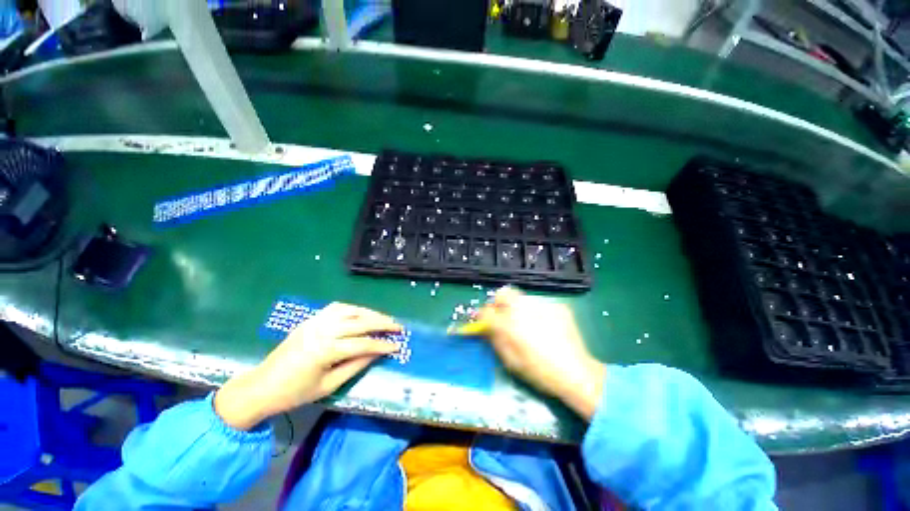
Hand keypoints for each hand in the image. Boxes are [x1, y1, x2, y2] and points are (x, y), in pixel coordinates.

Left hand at [214, 303, 401, 429]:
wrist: (261, 386)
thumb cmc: (295, 393)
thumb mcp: (328, 385)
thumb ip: (355, 366)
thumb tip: (377, 353)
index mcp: (325, 350)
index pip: (363, 344)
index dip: (382, 345)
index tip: (397, 346)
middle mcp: (322, 330)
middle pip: (360, 322)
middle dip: (382, 323)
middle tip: (398, 327)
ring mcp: (316, 321)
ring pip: (351, 310)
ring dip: (370, 313)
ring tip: (383, 319)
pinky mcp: (311, 319)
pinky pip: (337, 307)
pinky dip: (354, 309)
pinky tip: (361, 314)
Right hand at [479, 287, 605, 419]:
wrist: (577, 373)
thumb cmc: (539, 372)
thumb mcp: (511, 361)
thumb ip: (495, 339)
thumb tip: (486, 327)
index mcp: (509, 325)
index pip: (486, 310)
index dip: (482, 315)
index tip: (484, 320)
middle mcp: (524, 309)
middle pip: (503, 293)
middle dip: (499, 303)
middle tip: (503, 316)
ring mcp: (542, 305)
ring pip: (521, 298)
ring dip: (518, 307)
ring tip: (527, 324)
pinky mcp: (557, 305)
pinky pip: (539, 304)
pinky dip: (536, 312)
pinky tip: (545, 327)